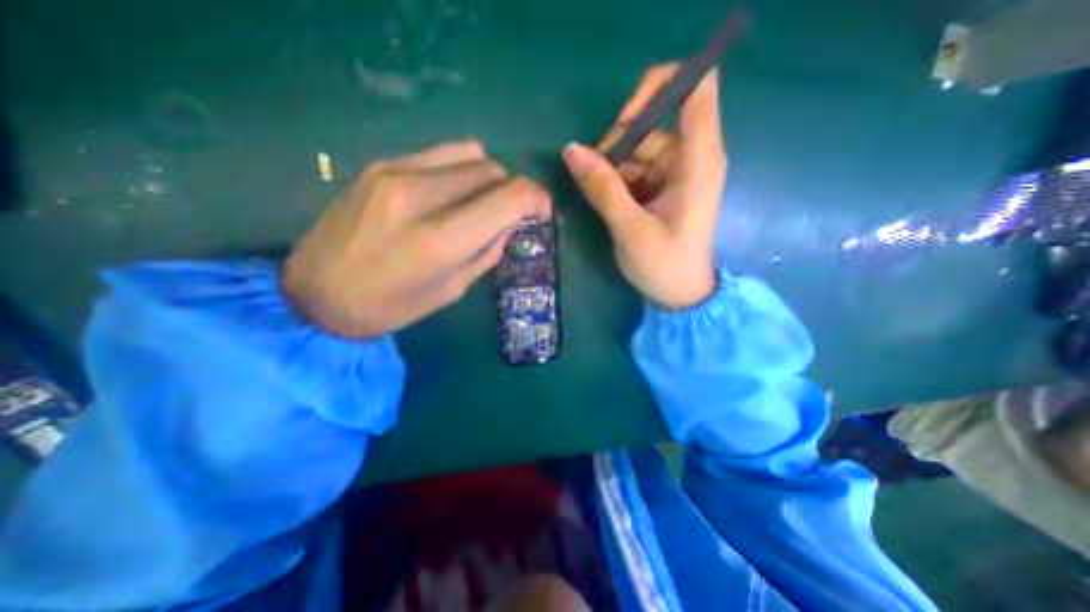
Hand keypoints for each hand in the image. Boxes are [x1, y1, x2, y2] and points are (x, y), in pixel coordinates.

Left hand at [282, 138, 550, 337]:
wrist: (316, 295)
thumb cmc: (392, 306)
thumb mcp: (452, 289)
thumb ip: (488, 250)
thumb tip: (512, 221)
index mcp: (441, 239)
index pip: (509, 197)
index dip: (536, 199)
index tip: (541, 212)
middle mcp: (420, 196)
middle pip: (492, 170)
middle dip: (510, 191)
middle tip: (505, 215)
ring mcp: (395, 172)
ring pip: (470, 154)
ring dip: (486, 178)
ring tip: (477, 202)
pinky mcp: (380, 164)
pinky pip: (440, 154)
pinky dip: (459, 169)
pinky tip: (450, 192)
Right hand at [563, 64, 721, 310]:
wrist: (681, 295)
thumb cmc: (664, 265)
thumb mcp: (630, 228)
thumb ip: (602, 188)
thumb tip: (571, 150)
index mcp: (698, 161)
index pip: (696, 88)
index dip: (656, 88)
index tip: (623, 119)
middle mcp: (691, 157)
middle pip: (652, 122)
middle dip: (618, 144)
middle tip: (595, 177)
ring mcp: (677, 172)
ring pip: (638, 149)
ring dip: (613, 167)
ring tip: (600, 197)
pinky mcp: (665, 187)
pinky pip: (636, 169)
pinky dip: (618, 179)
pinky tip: (609, 202)